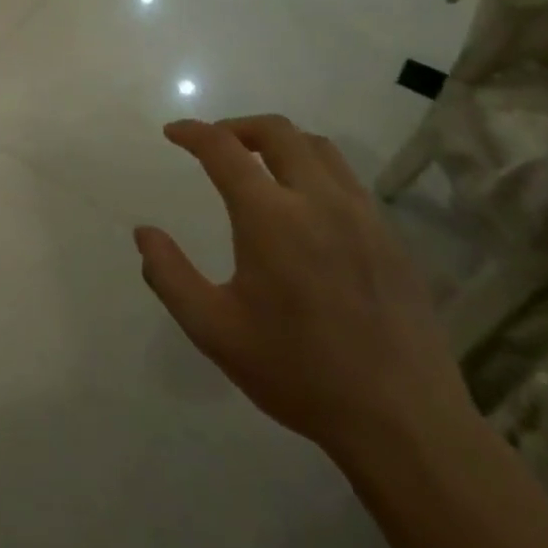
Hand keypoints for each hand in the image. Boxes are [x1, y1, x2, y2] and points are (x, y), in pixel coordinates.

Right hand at [135, 116, 471, 465]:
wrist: (403, 421)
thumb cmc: (298, 372)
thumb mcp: (214, 330)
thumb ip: (170, 275)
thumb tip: (144, 233)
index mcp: (270, 218)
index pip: (223, 149)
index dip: (193, 133)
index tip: (173, 132)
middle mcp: (319, 201)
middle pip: (277, 131)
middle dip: (238, 126)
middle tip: (215, 143)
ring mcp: (363, 217)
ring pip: (319, 148)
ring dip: (280, 142)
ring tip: (259, 164)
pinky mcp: (391, 238)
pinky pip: (348, 180)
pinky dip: (315, 170)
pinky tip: (305, 207)